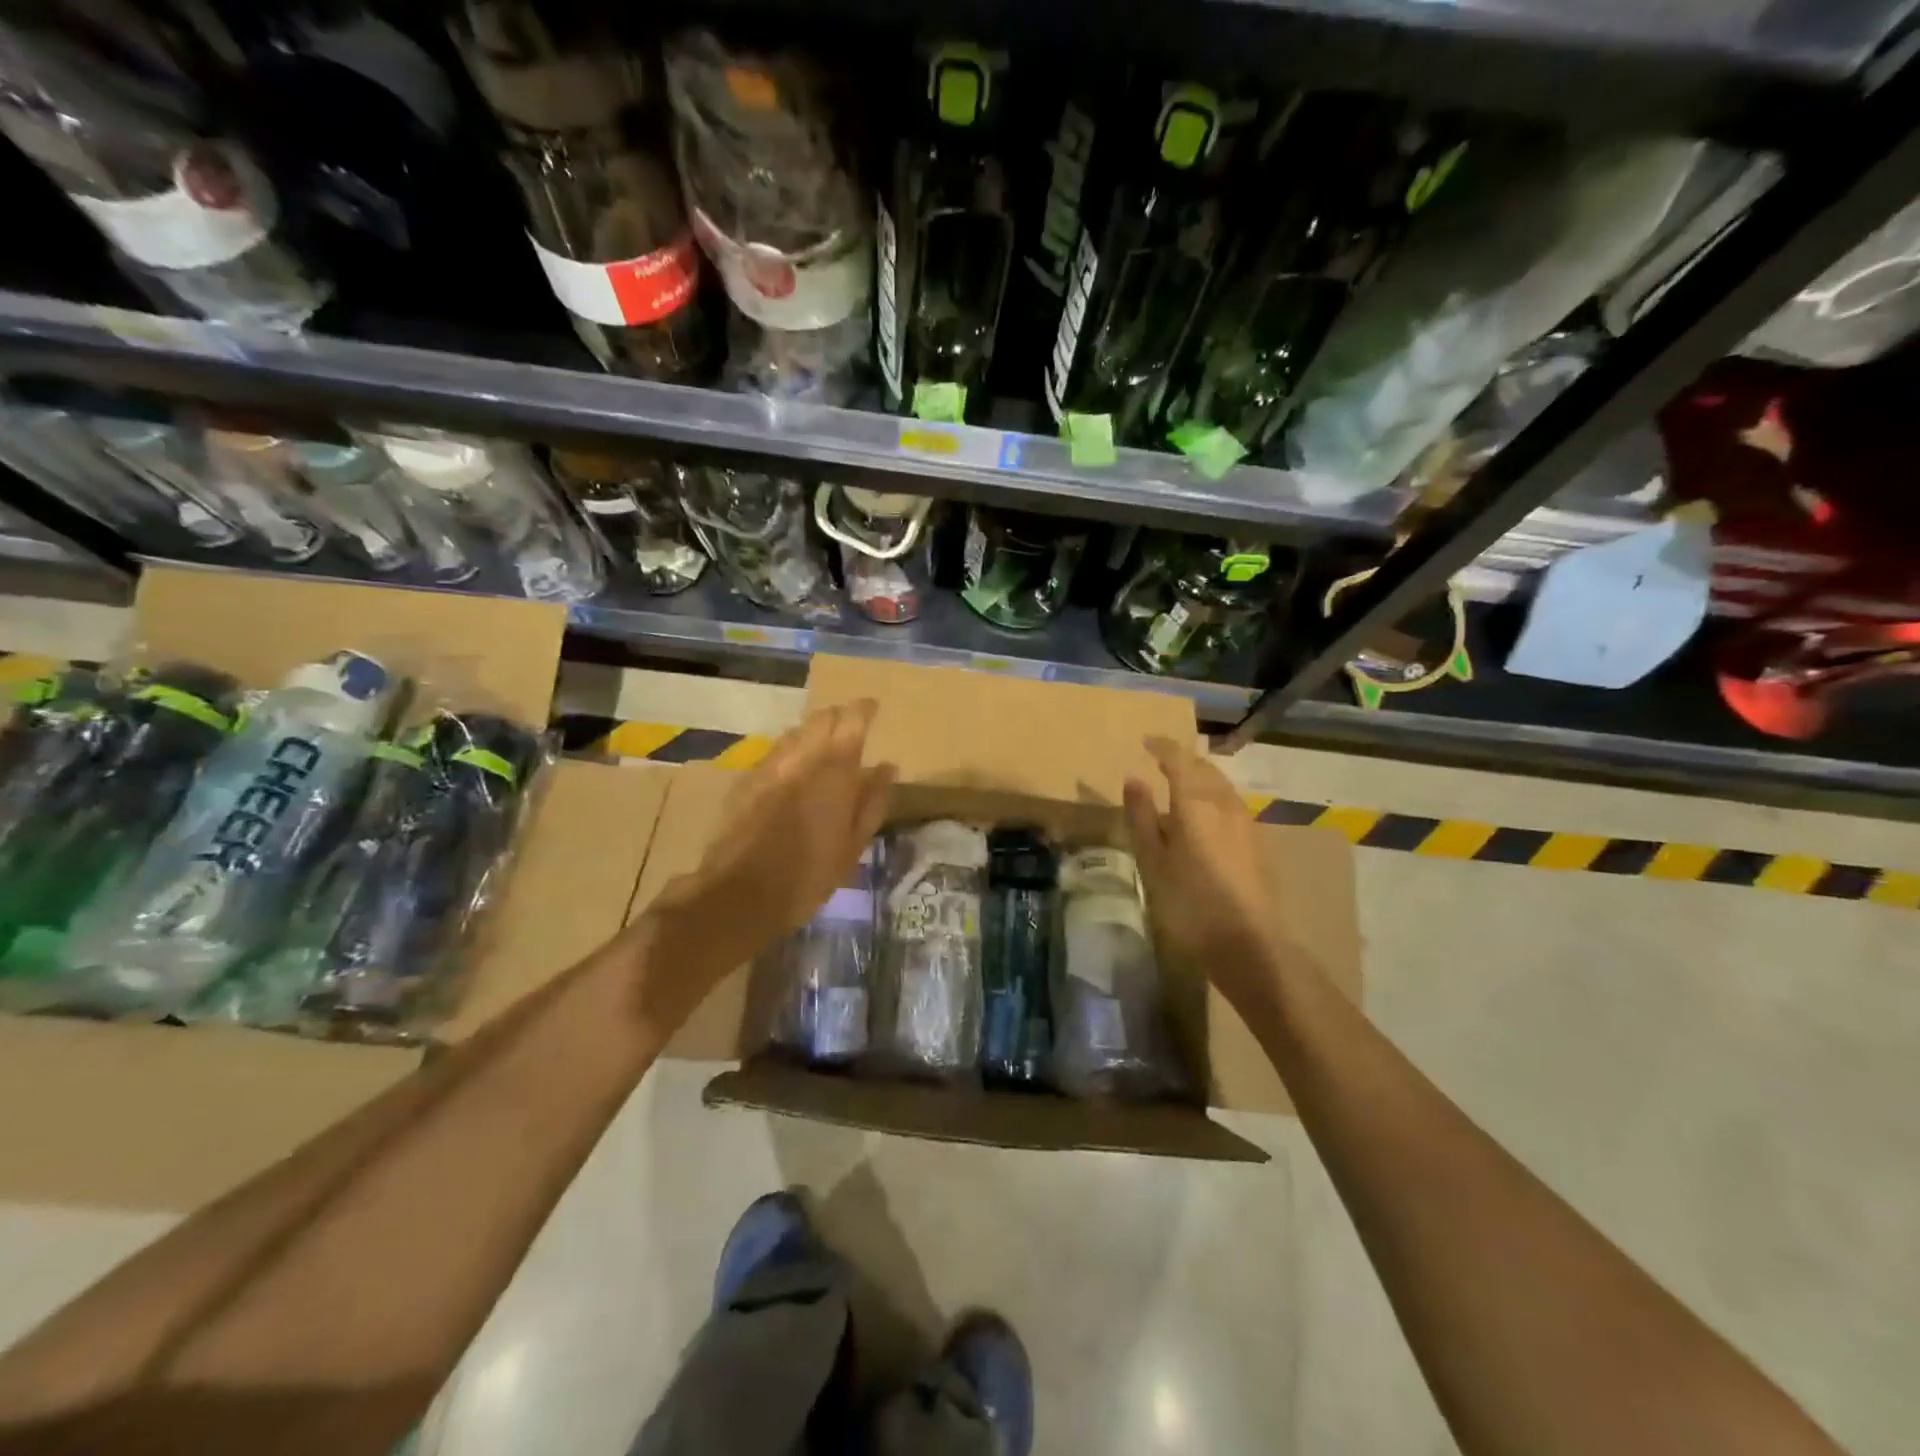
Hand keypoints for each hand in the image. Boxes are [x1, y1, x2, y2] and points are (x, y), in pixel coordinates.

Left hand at [655, 700, 895, 977]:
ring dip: (813, 731)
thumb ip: (872, 801)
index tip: (874, 708)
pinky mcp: (746, 780)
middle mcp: (801, 757)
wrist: (739, 894)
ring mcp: (769, 766)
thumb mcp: (853, 846)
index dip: (864, 709)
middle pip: (821, 718)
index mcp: (834, 770)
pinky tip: (794, 768)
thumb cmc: (809, 875)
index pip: (852, 719)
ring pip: (796, 732)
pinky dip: (791, 749)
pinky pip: (775, 751)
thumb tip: (888, 767)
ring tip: (824, 745)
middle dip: (839, 715)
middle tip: (851, 726)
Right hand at [1124, 736, 1280, 1014]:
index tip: (1146, 741)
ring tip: (1180, 786)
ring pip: (1221, 785)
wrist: (1248, 944)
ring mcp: (1246, 822)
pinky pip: (1231, 804)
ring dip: (1200, 778)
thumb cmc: (1189, 903)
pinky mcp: (1257, 842)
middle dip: (1182, 760)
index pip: (1179, 759)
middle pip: (1204, 768)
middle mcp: (1225, 804)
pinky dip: (1213, 797)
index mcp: (1196, 803)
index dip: (1162, 746)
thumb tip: (1133, 779)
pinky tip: (1203, 817)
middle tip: (1161, 762)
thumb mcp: (1153, 862)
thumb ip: (1142, 817)